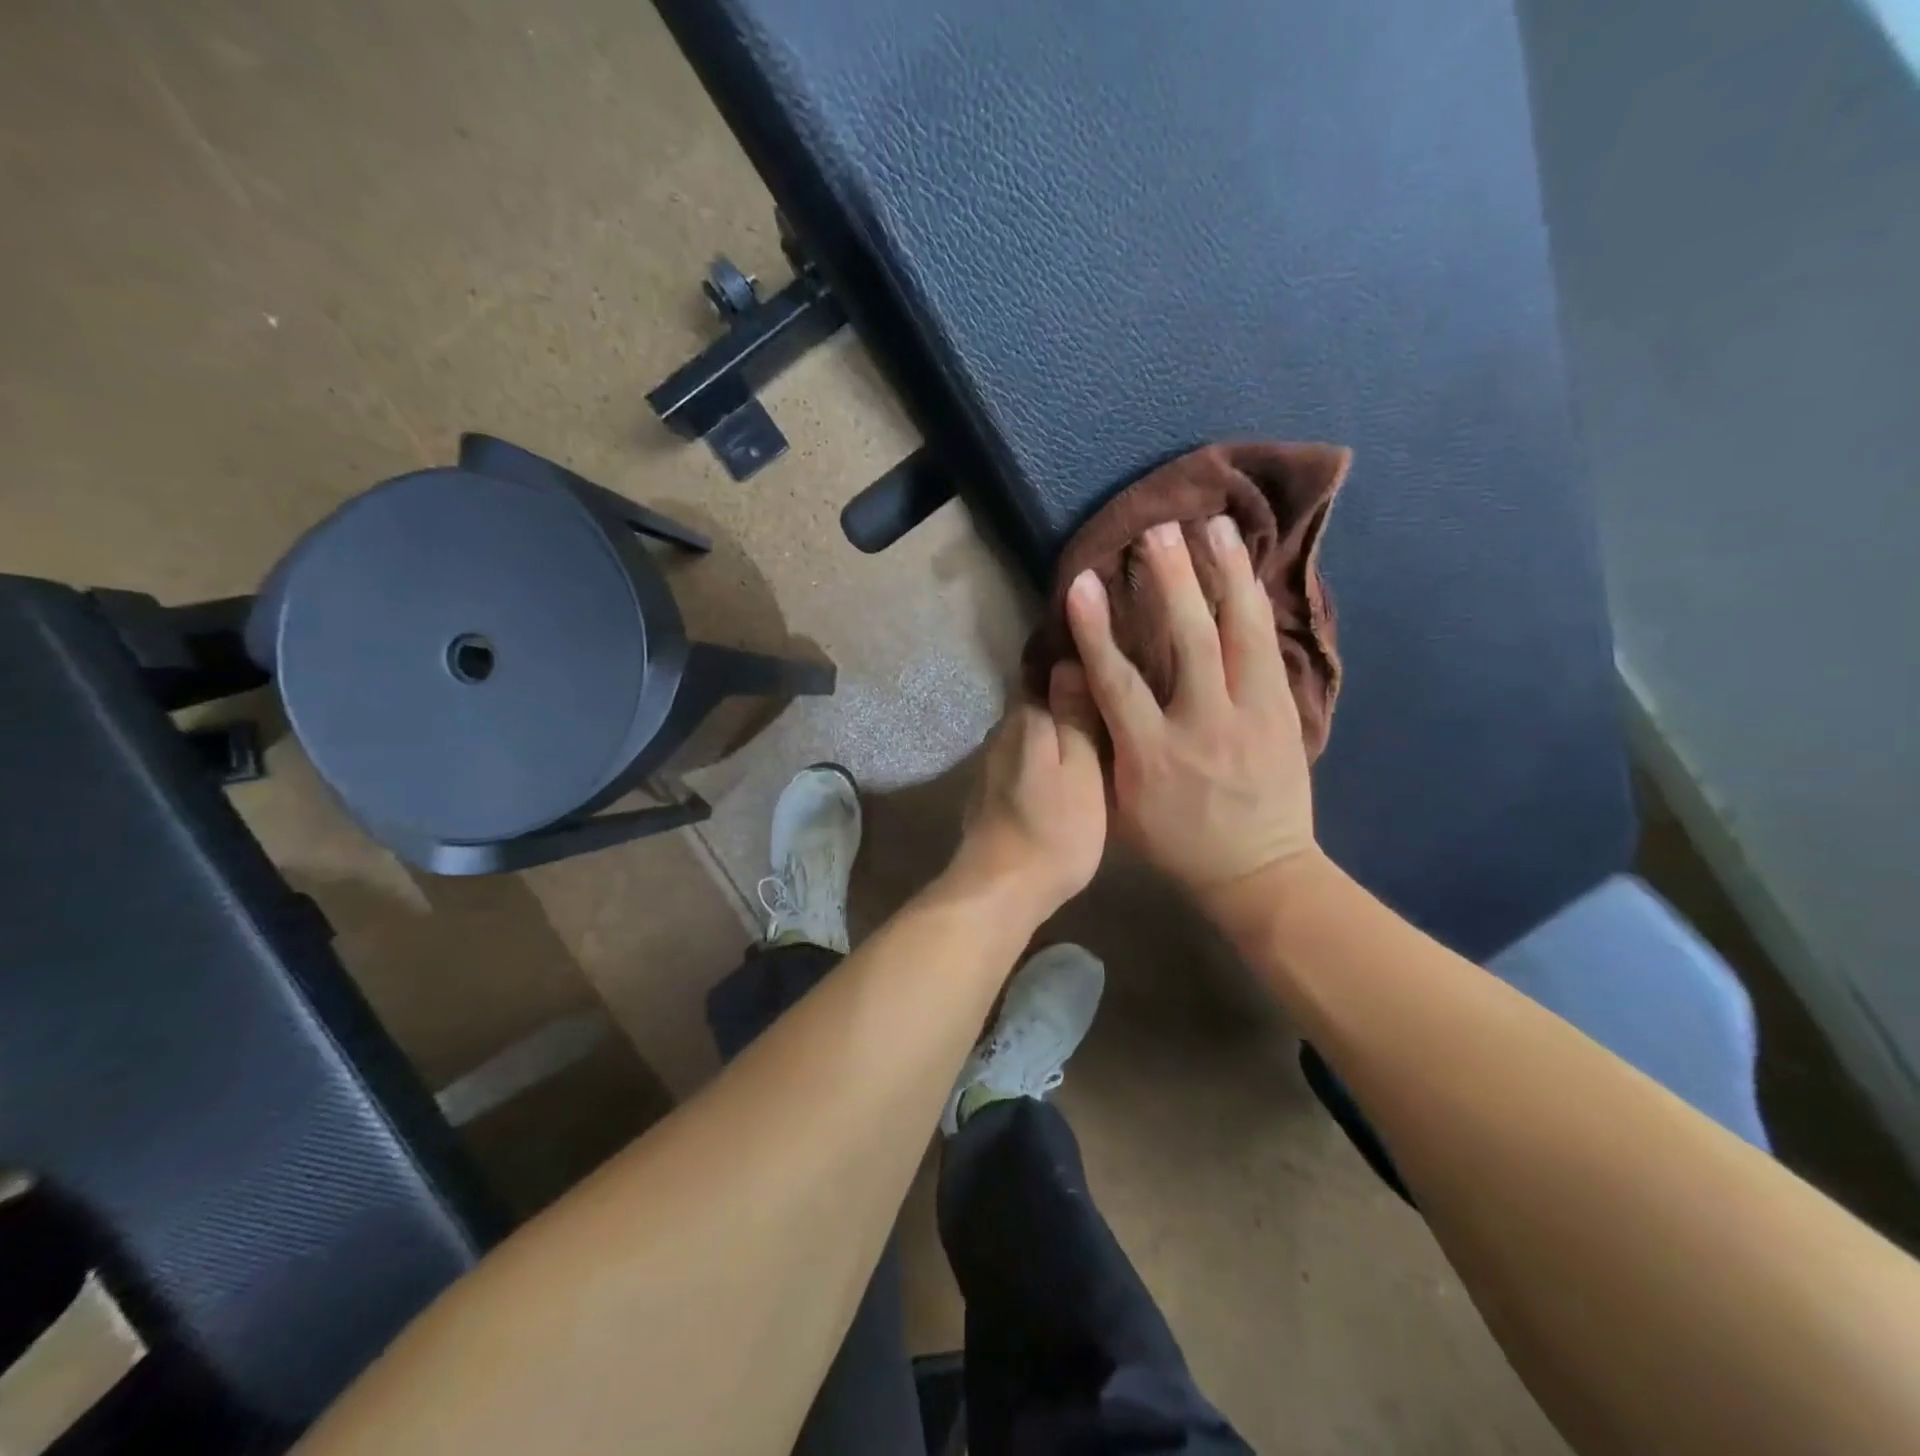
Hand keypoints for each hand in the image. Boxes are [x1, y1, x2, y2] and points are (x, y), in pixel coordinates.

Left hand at [944, 672, 1107, 924]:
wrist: (1000, 890)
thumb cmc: (1054, 830)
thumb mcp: (1080, 770)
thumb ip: (1074, 716)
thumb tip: (1069, 660)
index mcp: (1025, 719)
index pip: (1048, 673)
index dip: (1078, 666)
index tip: (1108, 663)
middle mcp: (1002, 733)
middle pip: (1040, 704)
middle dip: (1069, 700)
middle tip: (1112, 701)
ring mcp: (992, 764)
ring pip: (1032, 734)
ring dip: (1057, 731)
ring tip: (1096, 733)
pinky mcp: (991, 792)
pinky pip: (1024, 759)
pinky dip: (1043, 758)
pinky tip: (1064, 769)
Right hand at [1066, 516, 1316, 907]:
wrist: (1259, 872)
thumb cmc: (1176, 844)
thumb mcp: (1122, 808)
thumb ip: (1102, 747)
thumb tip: (1080, 687)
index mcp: (1153, 755)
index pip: (1118, 681)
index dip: (1097, 629)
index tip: (1083, 584)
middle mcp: (1203, 725)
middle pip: (1188, 641)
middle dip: (1172, 580)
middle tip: (1159, 530)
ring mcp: (1252, 716)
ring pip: (1241, 633)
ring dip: (1227, 575)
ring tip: (1217, 526)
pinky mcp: (1285, 713)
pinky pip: (1271, 649)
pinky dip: (1257, 605)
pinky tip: (1249, 572)